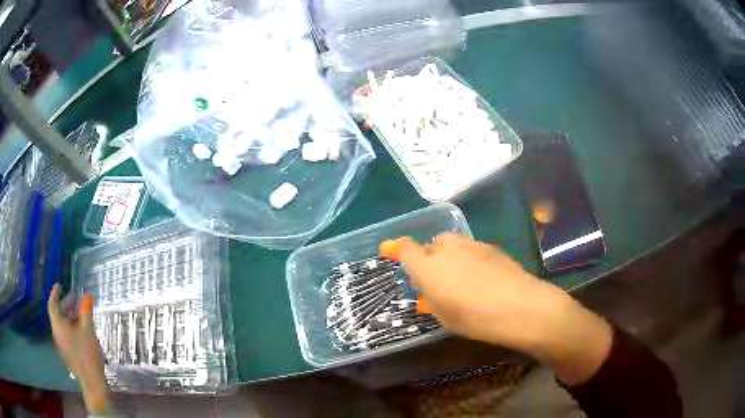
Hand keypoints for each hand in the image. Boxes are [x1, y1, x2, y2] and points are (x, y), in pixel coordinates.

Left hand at [48, 284, 108, 414]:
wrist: (92, 384)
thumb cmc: (88, 354)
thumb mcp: (88, 330)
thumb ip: (86, 311)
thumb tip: (87, 294)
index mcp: (58, 326)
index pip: (53, 304)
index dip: (55, 293)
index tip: (60, 285)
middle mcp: (57, 333)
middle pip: (57, 315)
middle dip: (65, 305)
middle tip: (75, 300)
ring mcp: (62, 345)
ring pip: (62, 326)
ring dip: (69, 317)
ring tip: (80, 315)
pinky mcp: (67, 353)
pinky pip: (66, 335)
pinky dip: (71, 328)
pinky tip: (81, 332)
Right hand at [391, 233, 612, 384]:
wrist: (520, 306)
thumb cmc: (476, 318)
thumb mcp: (446, 317)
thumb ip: (433, 300)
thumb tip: (428, 295)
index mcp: (429, 268)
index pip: (406, 248)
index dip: (396, 248)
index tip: (389, 250)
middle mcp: (447, 249)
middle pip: (432, 244)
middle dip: (429, 256)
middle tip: (435, 277)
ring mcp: (472, 245)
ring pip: (452, 243)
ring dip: (449, 255)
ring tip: (459, 276)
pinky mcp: (491, 247)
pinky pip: (471, 248)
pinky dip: (468, 257)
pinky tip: (480, 275)